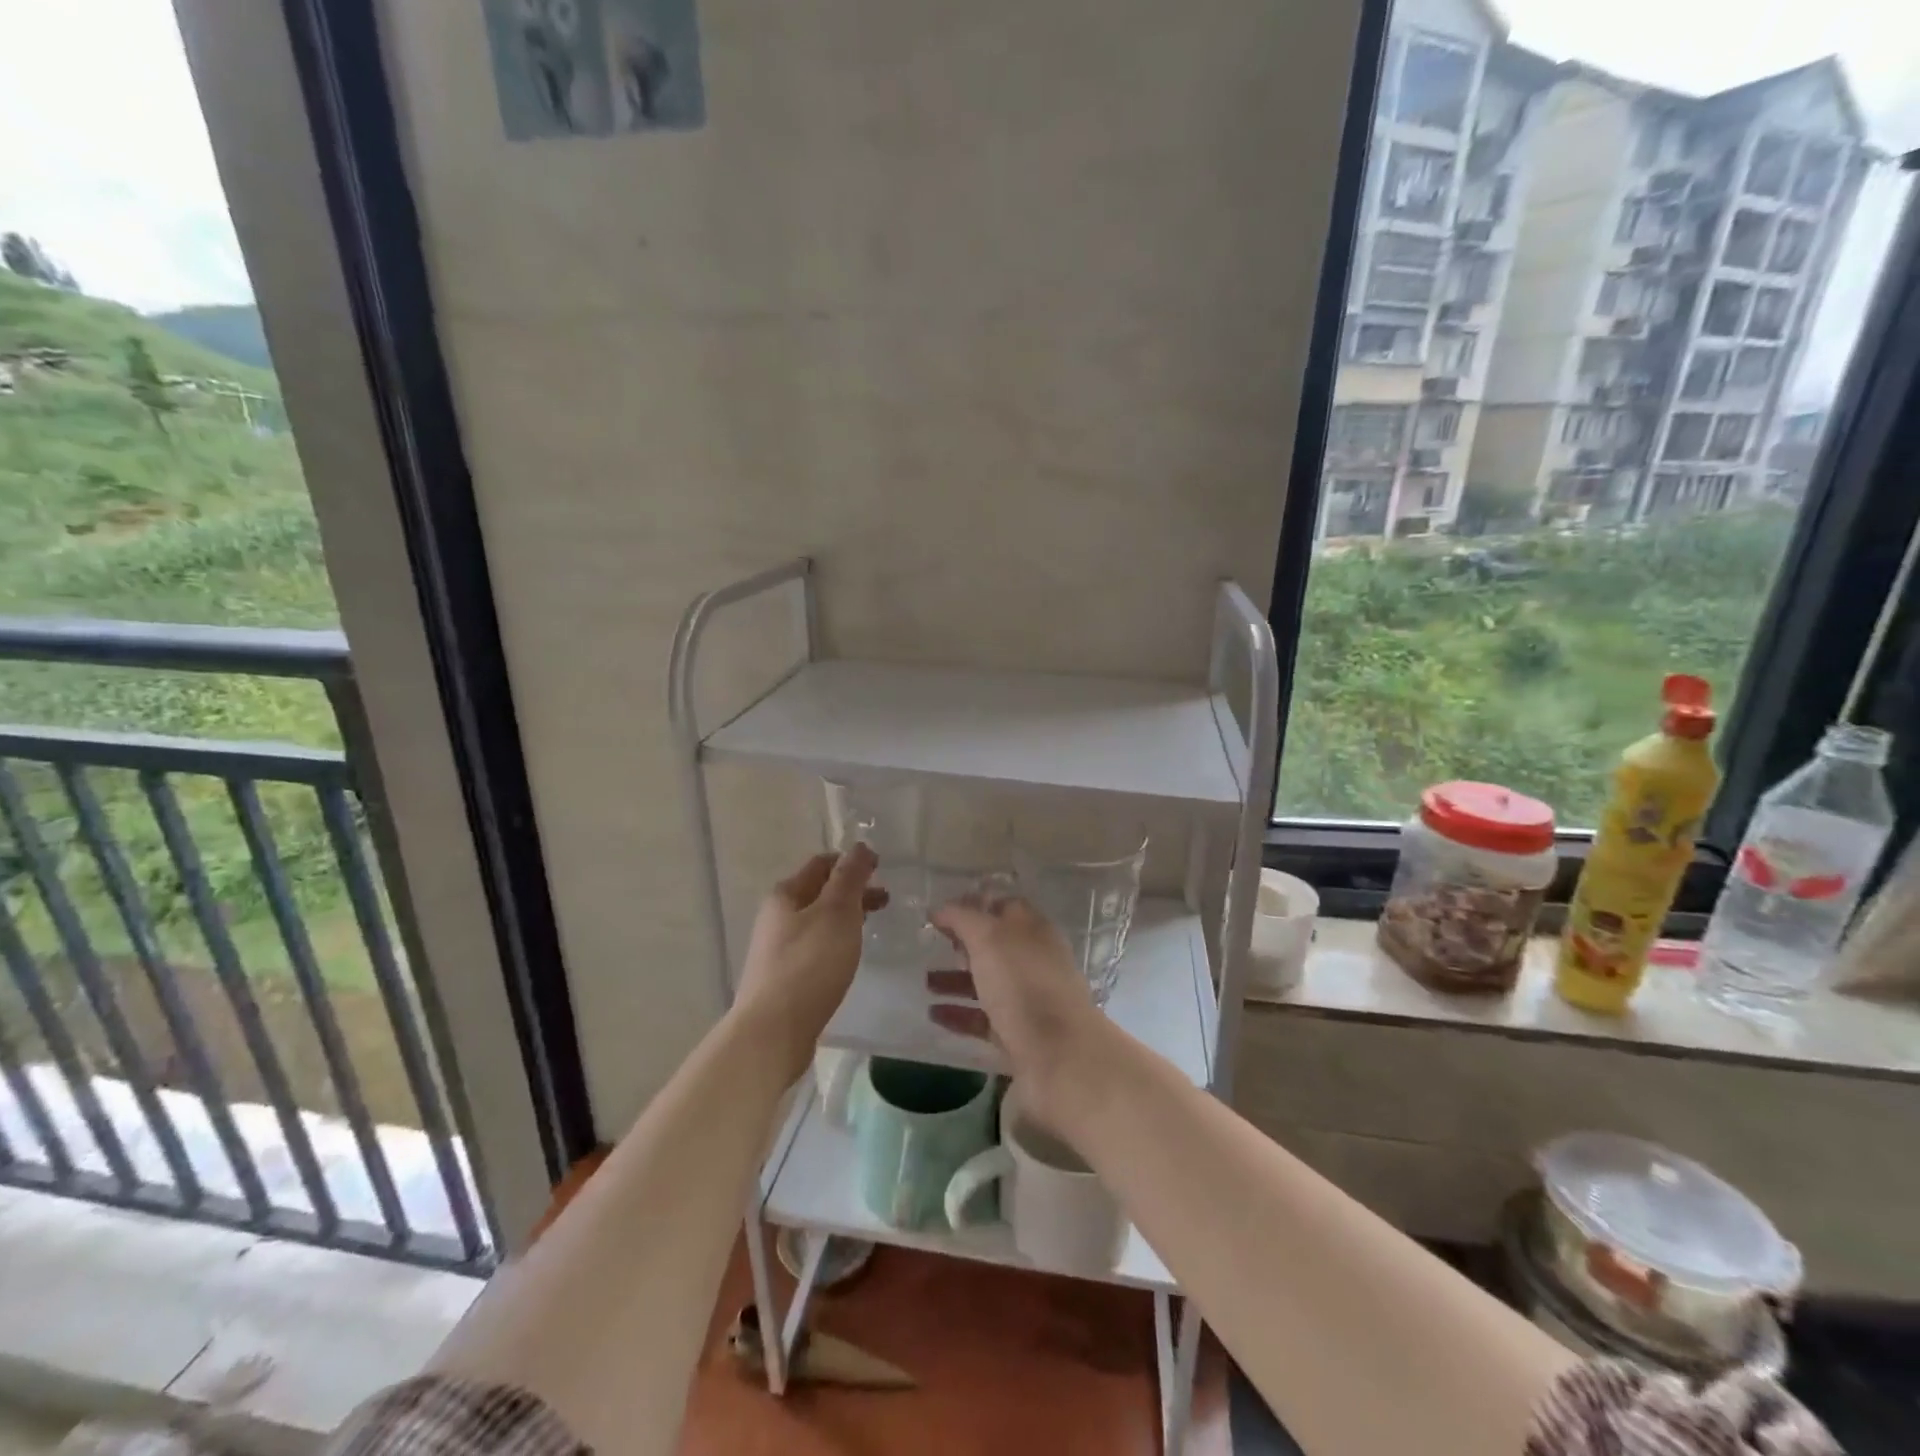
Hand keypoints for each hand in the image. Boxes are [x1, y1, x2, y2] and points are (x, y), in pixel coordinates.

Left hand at [733, 846, 885, 1077]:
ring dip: (846, 918)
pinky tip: (850, 957)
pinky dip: (837, 942)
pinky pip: (816, 948)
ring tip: (873, 928)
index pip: (822, 863)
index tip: (882, 869)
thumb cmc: (809, 964)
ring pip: (819, 921)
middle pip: (819, 892)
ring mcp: (778, 949)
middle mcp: (777, 917)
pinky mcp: (785, 978)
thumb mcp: (836, 912)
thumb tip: (860, 847)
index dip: (851, 862)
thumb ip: (850, 878)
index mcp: (786, 894)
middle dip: (852, 891)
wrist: (773, 1032)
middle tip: (886, 900)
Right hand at [928, 890, 1110, 1129]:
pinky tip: (934, 1014)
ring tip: (924, 983)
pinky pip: (984, 1018)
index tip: (940, 914)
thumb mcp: (989, 938)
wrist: (1059, 1055)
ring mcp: (1028, 999)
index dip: (973, 906)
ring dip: (956, 980)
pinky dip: (959, 1014)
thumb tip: (940, 909)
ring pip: (988, 982)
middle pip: (994, 946)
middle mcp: (1033, 961)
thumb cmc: (1023, 984)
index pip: (1003, 907)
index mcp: (1033, 930)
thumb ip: (963, 918)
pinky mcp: (1019, 1034)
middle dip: (962, 945)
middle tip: (931, 946)